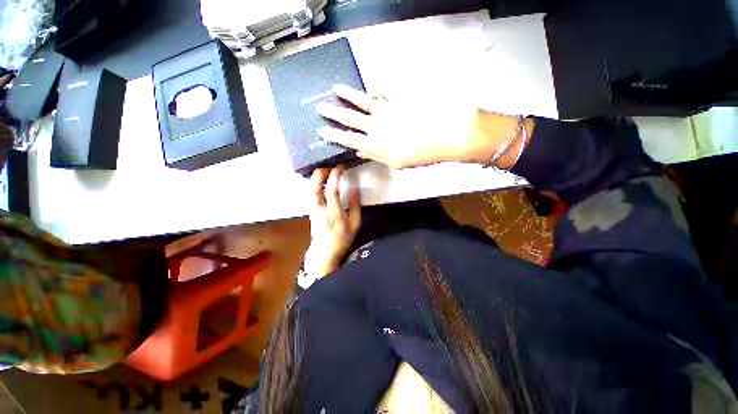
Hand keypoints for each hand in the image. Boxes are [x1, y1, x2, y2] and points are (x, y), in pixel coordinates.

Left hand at [303, 166, 360, 280]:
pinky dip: (315, 184)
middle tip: (328, 165)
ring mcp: (313, 210)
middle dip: (320, 174)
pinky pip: (311, 193)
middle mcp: (320, 210)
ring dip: (316, 178)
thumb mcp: (355, 225)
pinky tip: (321, 180)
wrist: (324, 252)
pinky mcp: (311, 210)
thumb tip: (356, 189)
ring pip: (311, 189)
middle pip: (315, 188)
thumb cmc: (342, 239)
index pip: (332, 191)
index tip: (340, 167)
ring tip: (325, 169)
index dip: (335, 176)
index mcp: (334, 214)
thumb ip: (356, 207)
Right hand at [316, 84, 482, 168]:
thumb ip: (376, 156)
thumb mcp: (397, 163)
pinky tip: (374, 79)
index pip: (349, 139)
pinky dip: (379, 82)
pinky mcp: (400, 96)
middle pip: (350, 118)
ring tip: (335, 88)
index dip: (334, 136)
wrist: (446, 136)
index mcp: (376, 144)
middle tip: (320, 107)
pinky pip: (386, 87)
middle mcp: (377, 125)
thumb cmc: (422, 155)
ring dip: (347, 94)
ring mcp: (388, 108)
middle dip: (333, 113)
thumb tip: (360, 151)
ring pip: (362, 99)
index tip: (322, 131)